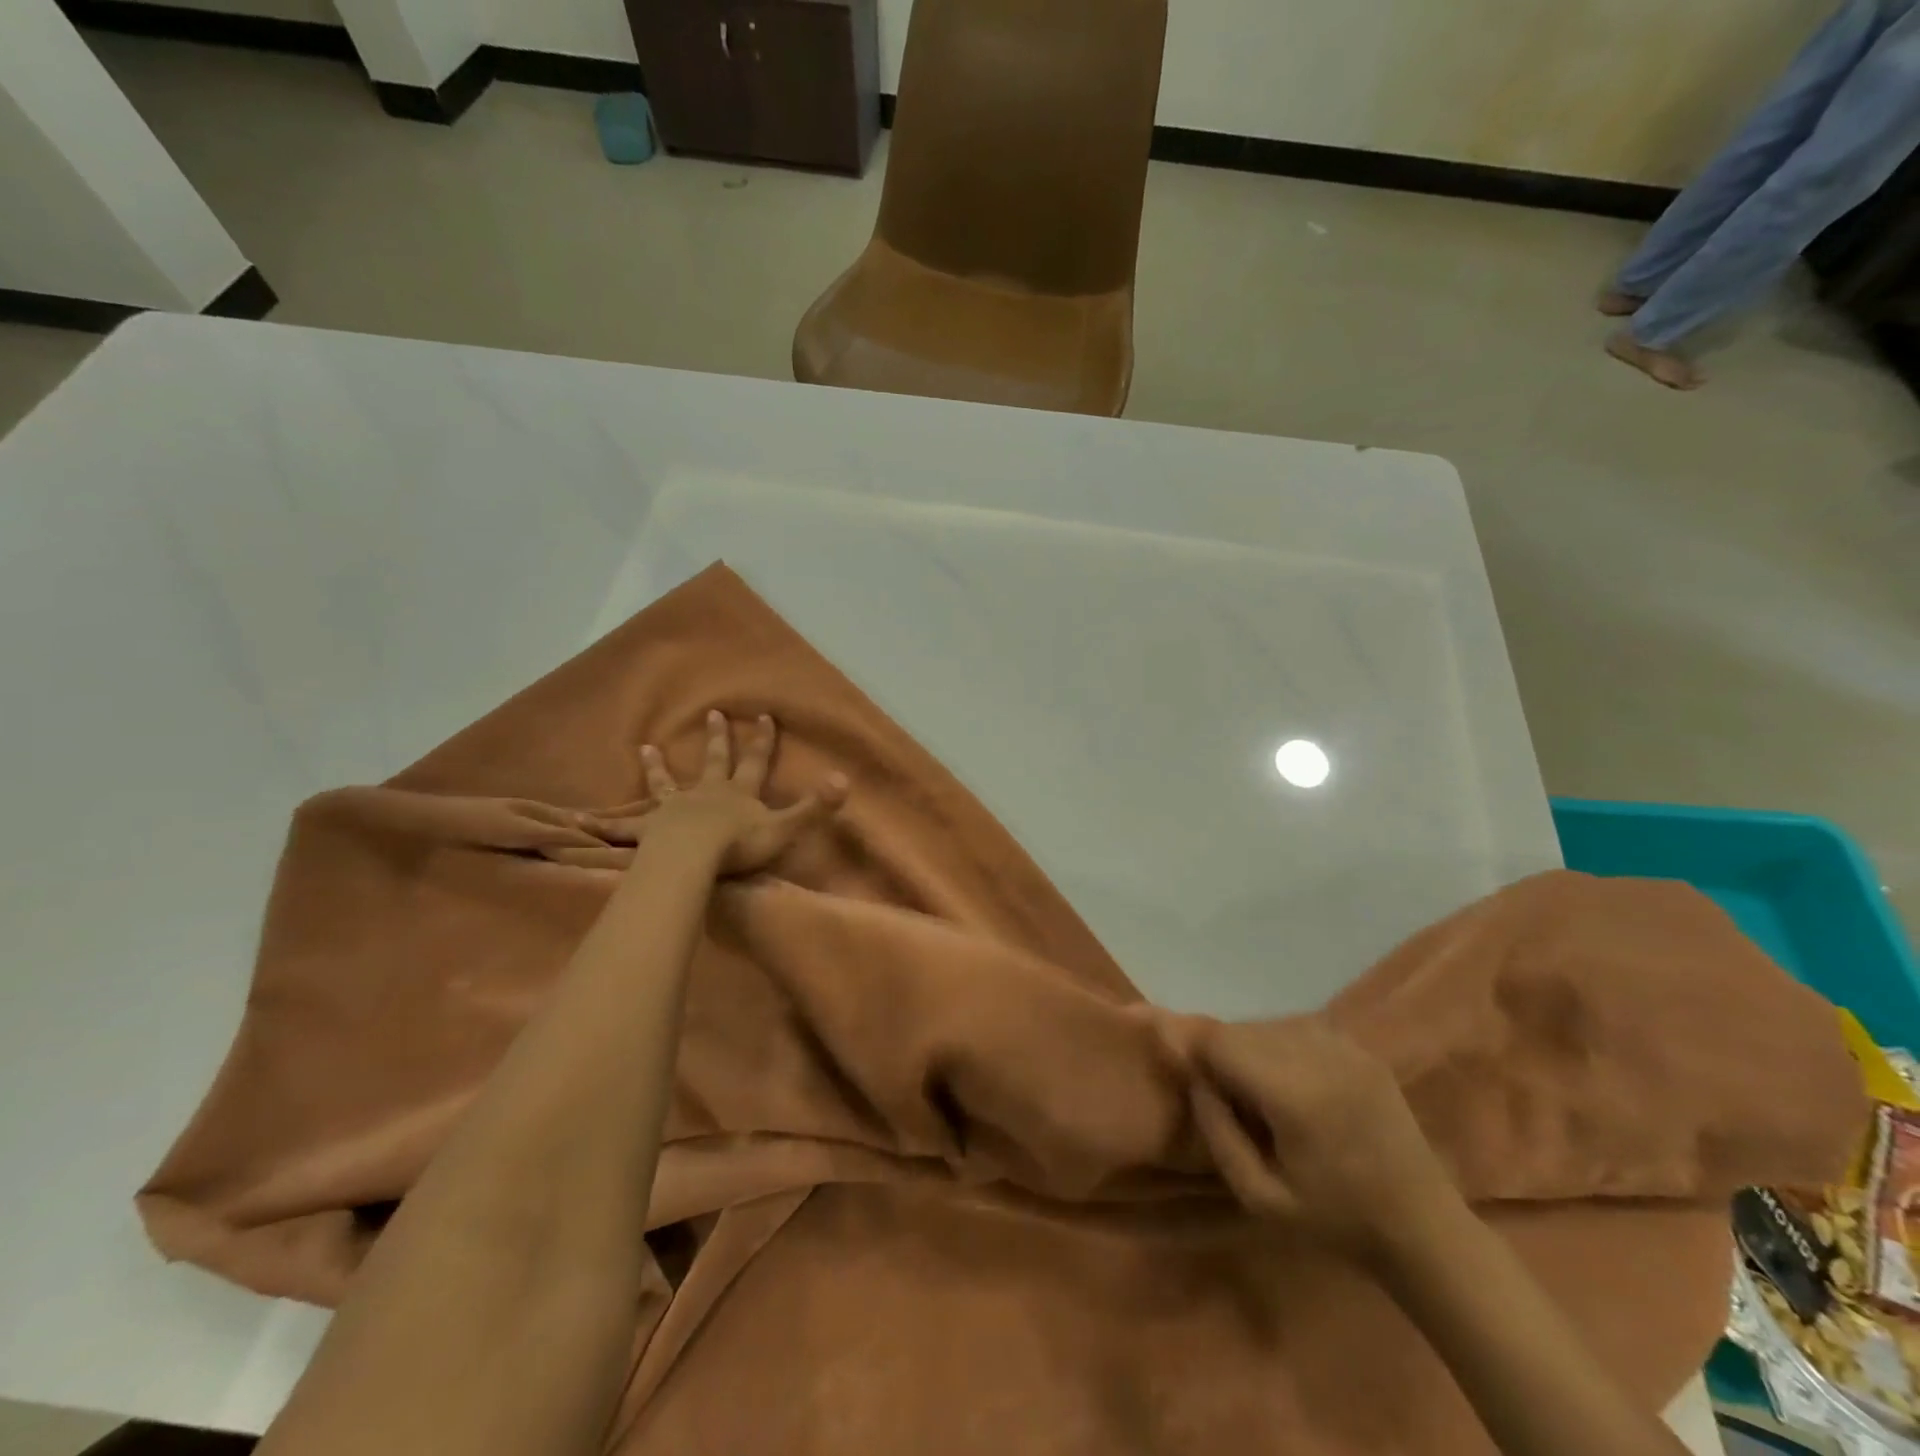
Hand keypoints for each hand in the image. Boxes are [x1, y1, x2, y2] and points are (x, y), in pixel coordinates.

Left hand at [595, 710, 847, 875]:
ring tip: (646, 747)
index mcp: (738, 794)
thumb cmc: (739, 845)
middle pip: (713, 762)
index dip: (762, 739)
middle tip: (712, 714)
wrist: (693, 857)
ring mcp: (674, 809)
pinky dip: (602, 822)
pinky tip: (577, 819)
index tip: (764, 715)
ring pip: (665, 784)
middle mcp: (706, 794)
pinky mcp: (648, 830)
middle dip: (716, 739)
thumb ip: (815, 807)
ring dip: (657, 766)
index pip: (755, 761)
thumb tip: (845, 780)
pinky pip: (622, 826)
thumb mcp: (785, 827)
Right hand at [1186, 1018, 1454, 1266]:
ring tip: (1254, 1090)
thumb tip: (1195, 1079)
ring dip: (1248, 1047)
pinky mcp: (1361, 1049)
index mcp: (1294, 1094)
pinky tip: (1288, 1081)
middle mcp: (1319, 1055)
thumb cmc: (1336, 1221)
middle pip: (1242, 1029)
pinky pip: (1299, 1028)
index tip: (1173, 1055)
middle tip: (1219, 1091)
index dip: (1190, 1043)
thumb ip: (1218, 1133)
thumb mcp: (1261, 1198)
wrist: (1424, 1229)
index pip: (1221, 1041)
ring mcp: (1345, 1047)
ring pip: (1268, 1024)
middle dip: (1219, 1051)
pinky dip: (1279, 1045)